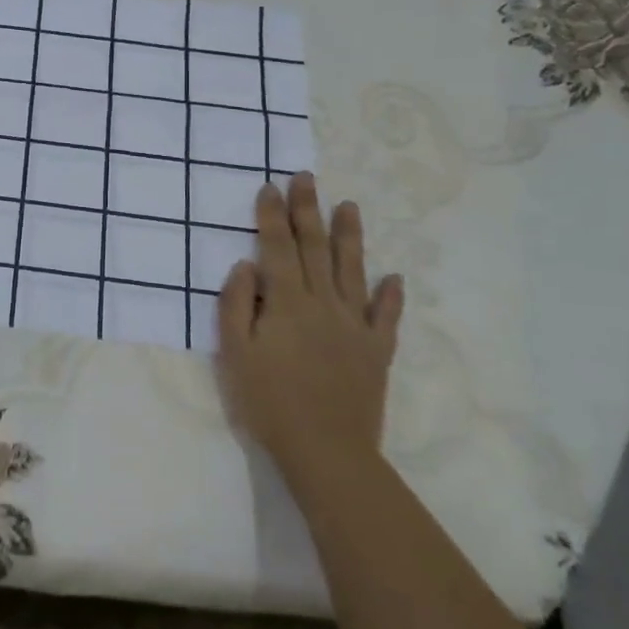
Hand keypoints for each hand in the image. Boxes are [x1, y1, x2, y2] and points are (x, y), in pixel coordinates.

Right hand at [217, 172, 403, 485]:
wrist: (326, 450)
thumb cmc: (269, 401)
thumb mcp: (235, 353)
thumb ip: (235, 305)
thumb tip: (245, 265)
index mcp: (287, 302)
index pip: (276, 248)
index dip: (272, 216)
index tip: (270, 187)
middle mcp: (323, 303)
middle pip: (314, 248)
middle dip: (308, 210)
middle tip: (307, 178)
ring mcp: (355, 325)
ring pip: (352, 270)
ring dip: (349, 236)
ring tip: (349, 206)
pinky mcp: (377, 350)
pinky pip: (386, 316)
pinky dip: (390, 295)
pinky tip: (394, 278)